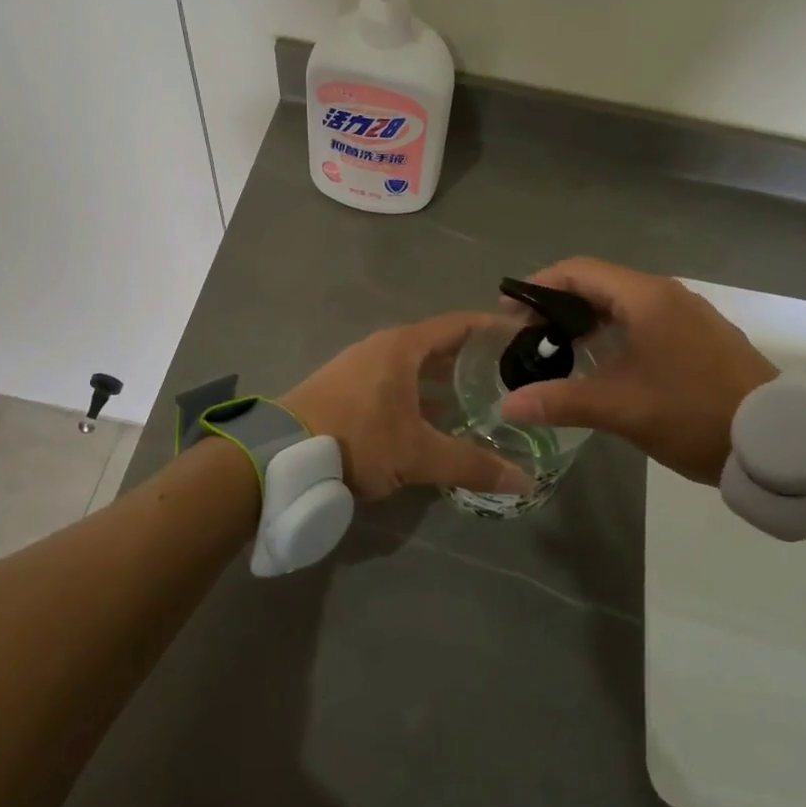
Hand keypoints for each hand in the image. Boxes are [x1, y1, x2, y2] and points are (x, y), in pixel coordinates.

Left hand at [280, 313, 533, 501]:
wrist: (281, 456)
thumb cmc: (358, 439)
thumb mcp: (418, 455)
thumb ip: (471, 465)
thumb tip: (524, 482)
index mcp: (403, 347)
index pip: (460, 324)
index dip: (493, 328)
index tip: (524, 338)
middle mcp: (382, 348)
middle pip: (439, 346)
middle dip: (473, 362)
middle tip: (510, 379)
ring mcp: (360, 367)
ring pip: (415, 368)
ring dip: (445, 383)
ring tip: (480, 404)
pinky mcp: (345, 389)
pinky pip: (396, 383)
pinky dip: (420, 396)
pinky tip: (435, 423)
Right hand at [499, 258, 775, 484]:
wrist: (777, 441)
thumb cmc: (693, 414)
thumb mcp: (622, 409)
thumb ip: (561, 402)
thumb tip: (508, 404)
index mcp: (647, 298)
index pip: (579, 271)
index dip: (539, 285)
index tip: (509, 311)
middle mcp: (668, 295)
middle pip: (600, 284)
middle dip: (559, 305)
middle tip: (527, 336)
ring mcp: (689, 315)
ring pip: (624, 304)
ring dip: (587, 321)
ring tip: (557, 351)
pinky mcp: (702, 337)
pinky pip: (646, 321)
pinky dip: (615, 332)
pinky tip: (603, 364)